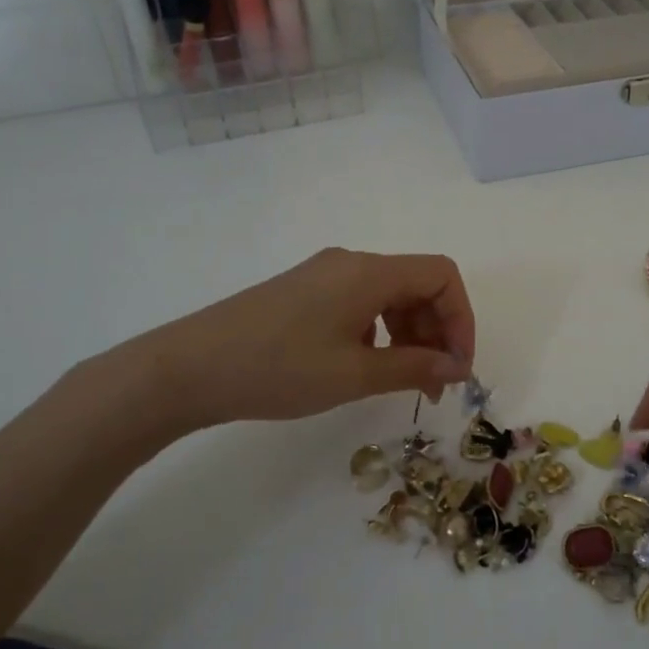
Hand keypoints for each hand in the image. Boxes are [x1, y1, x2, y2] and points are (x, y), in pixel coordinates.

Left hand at [87, 249, 474, 446]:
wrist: (187, 369)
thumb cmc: (277, 368)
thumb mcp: (353, 374)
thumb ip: (412, 367)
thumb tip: (455, 368)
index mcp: (368, 272)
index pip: (441, 276)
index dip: (461, 319)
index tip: (457, 368)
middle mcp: (351, 263)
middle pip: (418, 284)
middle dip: (437, 332)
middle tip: (435, 384)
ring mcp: (325, 276)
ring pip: (390, 295)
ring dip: (410, 334)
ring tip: (404, 381)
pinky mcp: (305, 292)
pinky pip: (361, 303)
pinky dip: (380, 332)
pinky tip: (365, 366)